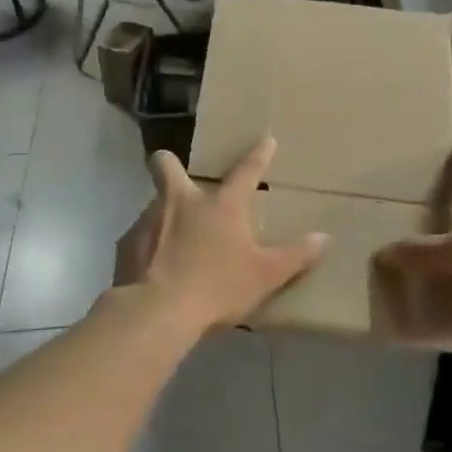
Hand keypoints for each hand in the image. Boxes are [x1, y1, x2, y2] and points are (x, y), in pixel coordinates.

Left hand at [115, 136, 327, 333]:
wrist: (157, 312)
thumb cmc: (218, 287)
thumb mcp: (265, 276)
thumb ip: (296, 256)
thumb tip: (325, 238)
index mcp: (220, 205)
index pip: (245, 171)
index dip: (258, 154)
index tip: (265, 139)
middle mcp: (180, 202)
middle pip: (166, 164)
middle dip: (170, 163)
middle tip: (181, 181)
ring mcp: (148, 220)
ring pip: (154, 204)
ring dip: (164, 216)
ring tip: (175, 245)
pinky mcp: (126, 245)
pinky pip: (140, 238)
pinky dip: (149, 248)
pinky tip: (156, 270)